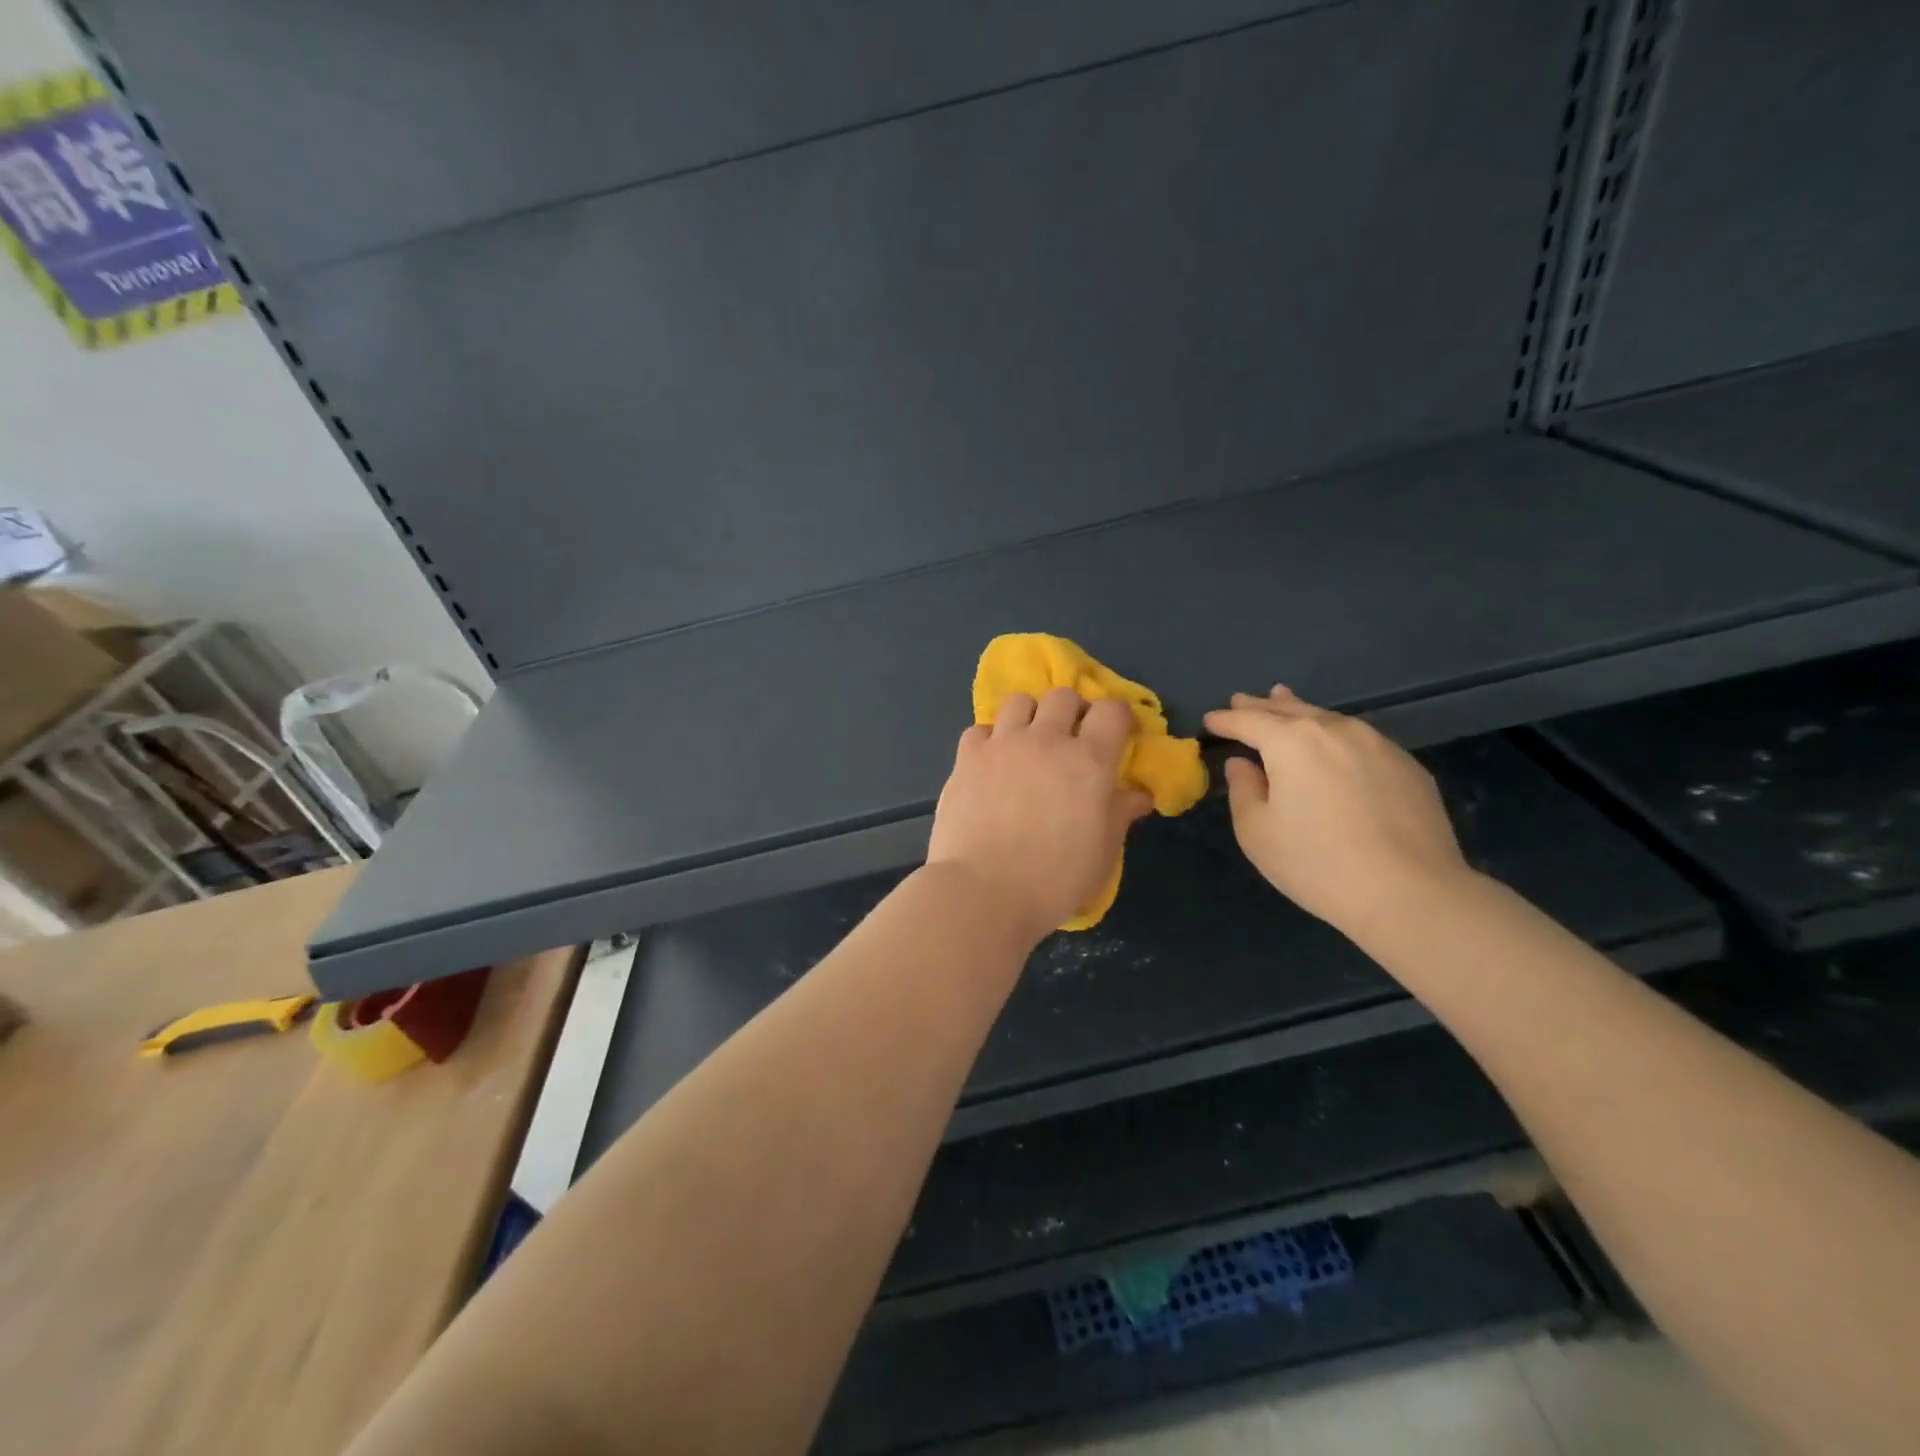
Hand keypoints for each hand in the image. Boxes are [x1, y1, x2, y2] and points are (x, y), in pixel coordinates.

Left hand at [927, 688, 1152, 941]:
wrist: (984, 891)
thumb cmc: (1054, 879)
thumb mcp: (1102, 853)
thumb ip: (1120, 814)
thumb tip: (1139, 794)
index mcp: (1089, 761)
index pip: (1112, 711)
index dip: (1118, 719)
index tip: (1117, 738)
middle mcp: (1046, 740)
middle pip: (1063, 696)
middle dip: (1072, 711)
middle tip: (1071, 739)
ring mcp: (1002, 745)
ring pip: (1019, 701)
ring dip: (1029, 716)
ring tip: (1028, 742)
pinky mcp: (967, 758)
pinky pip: (980, 729)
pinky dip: (990, 739)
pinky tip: (992, 763)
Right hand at [1203, 686, 1470, 935]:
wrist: (1411, 893)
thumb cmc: (1317, 863)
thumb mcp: (1257, 832)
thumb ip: (1243, 789)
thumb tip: (1243, 764)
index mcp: (1291, 742)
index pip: (1248, 721)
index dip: (1225, 720)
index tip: (1210, 720)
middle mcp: (1334, 730)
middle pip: (1290, 710)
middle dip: (1262, 706)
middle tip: (1242, 700)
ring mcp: (1377, 744)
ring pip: (1328, 719)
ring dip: (1300, 712)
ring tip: (1285, 702)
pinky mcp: (1407, 765)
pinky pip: (1359, 739)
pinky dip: (1335, 735)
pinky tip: (1333, 745)